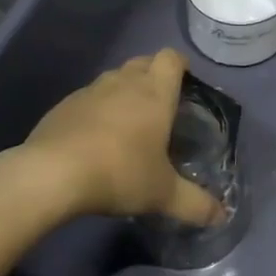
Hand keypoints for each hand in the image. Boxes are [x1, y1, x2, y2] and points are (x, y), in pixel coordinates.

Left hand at [23, 49, 226, 225]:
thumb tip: (222, 217)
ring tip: (128, 123)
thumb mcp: (163, 194)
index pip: (171, 58)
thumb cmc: (120, 173)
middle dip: (153, 75)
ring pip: (113, 78)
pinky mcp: (63, 105)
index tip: (185, 83)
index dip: (180, 65)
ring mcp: (89, 91)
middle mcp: (122, 82)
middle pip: (142, 62)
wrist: (53, 173)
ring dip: (123, 91)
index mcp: (154, 93)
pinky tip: (95, 139)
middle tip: (160, 105)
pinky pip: (88, 98)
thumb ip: (195, 204)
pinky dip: (96, 109)